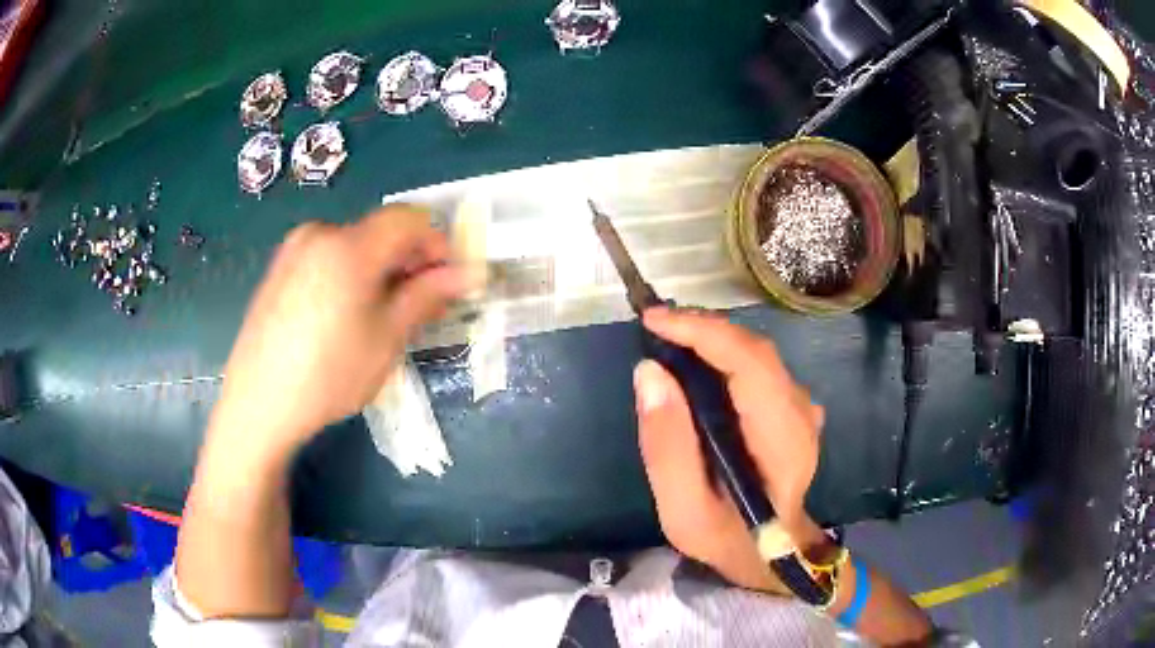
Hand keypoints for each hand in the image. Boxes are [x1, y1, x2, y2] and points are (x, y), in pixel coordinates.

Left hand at [208, 205, 471, 461]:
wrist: (258, 404)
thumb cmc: (328, 375)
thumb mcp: (386, 338)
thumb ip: (426, 296)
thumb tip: (466, 274)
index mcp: (349, 245)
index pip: (410, 219)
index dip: (437, 244)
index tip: (447, 283)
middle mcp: (320, 233)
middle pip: (380, 231)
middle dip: (409, 262)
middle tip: (420, 305)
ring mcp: (295, 249)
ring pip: (355, 245)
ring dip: (380, 270)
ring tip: (382, 316)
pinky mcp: (280, 268)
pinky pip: (328, 257)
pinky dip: (350, 275)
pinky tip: (345, 317)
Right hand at [634, 307, 824, 590]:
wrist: (769, 552)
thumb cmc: (726, 538)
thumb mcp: (683, 511)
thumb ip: (667, 448)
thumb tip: (649, 372)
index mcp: (783, 443)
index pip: (751, 365)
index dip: (704, 333)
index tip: (654, 321)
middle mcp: (801, 414)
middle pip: (755, 351)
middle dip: (702, 328)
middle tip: (653, 326)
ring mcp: (802, 407)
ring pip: (756, 353)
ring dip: (711, 337)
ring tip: (667, 337)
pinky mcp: (793, 406)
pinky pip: (757, 364)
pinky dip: (722, 351)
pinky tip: (695, 359)